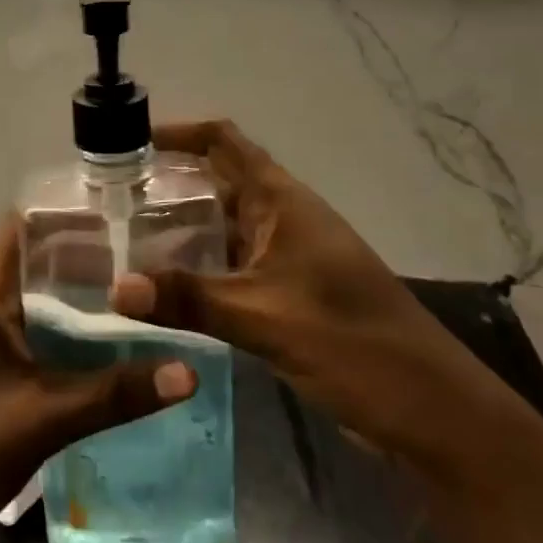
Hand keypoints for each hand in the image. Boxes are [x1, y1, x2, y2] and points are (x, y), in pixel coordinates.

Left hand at [0, 213, 195, 536]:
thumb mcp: (46, 418)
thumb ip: (116, 393)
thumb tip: (188, 372)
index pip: (18, 230)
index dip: (61, 214)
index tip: (114, 212)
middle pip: (32, 266)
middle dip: (81, 259)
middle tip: (142, 257)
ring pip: (32, 305)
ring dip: (74, 301)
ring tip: (133, 298)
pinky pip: (28, 339)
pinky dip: (62, 336)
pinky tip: (101, 351)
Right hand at [109, 119, 501, 460]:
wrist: (432, 411)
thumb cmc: (353, 343)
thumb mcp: (265, 317)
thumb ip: (188, 298)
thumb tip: (115, 287)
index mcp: (282, 201)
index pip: (224, 141)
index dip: (178, 131)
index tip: (128, 141)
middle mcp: (283, 217)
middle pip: (218, 179)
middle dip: (168, 179)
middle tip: (111, 194)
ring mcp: (288, 256)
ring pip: (224, 224)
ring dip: (181, 223)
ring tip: (124, 234)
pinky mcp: (289, 293)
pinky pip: (232, 263)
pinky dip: (199, 263)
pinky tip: (165, 283)